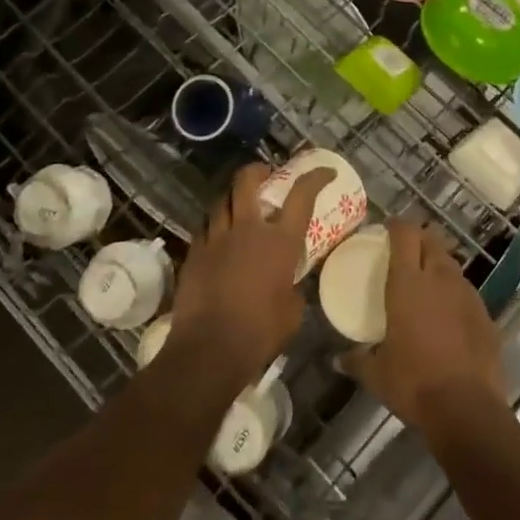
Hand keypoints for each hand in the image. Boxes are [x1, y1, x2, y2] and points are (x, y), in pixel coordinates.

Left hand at [167, 162, 330, 389]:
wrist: (210, 348)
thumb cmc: (260, 332)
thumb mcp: (293, 311)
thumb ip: (293, 288)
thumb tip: (289, 285)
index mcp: (280, 242)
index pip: (302, 196)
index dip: (315, 178)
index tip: (325, 172)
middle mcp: (248, 229)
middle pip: (247, 181)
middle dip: (257, 170)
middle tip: (265, 173)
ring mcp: (216, 238)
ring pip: (221, 200)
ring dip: (232, 197)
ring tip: (238, 203)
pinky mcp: (194, 253)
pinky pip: (204, 228)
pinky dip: (214, 226)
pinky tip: (217, 237)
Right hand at [343, 218, 505, 436]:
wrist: (467, 410)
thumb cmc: (414, 383)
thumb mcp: (376, 374)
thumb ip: (356, 361)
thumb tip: (338, 360)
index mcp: (408, 282)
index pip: (405, 233)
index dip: (397, 225)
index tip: (387, 229)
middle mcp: (440, 278)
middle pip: (432, 240)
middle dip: (419, 238)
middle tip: (406, 251)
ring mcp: (467, 295)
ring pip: (452, 265)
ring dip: (438, 265)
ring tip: (426, 283)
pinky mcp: (486, 315)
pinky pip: (467, 294)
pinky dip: (456, 296)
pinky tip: (448, 317)